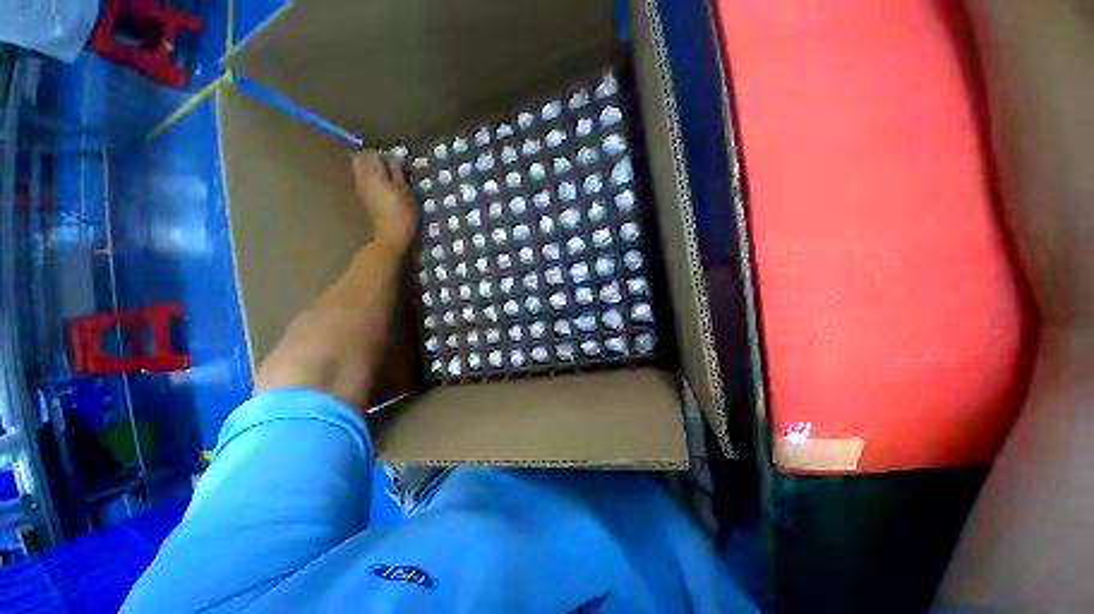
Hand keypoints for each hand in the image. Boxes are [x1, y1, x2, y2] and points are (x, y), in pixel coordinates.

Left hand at [351, 151, 417, 251]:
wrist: (391, 235)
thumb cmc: (402, 213)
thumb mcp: (405, 191)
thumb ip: (398, 173)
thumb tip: (394, 159)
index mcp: (373, 174)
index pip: (371, 154)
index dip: (383, 155)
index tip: (396, 161)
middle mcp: (362, 178)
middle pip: (360, 159)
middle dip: (372, 159)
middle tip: (389, 166)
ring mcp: (360, 189)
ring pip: (359, 169)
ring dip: (371, 169)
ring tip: (387, 176)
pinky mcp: (363, 198)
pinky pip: (362, 180)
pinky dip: (370, 179)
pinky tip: (384, 187)